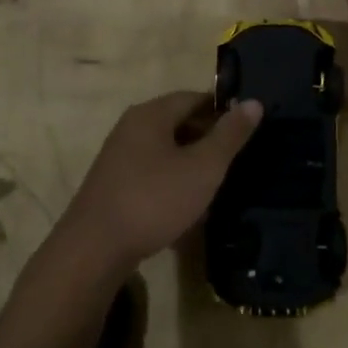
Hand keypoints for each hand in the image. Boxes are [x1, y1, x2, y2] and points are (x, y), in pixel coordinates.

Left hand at [58, 91, 261, 273]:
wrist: (94, 250)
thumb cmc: (154, 200)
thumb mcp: (203, 168)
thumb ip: (229, 135)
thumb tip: (253, 102)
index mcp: (152, 113)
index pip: (194, 97)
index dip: (223, 110)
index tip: (246, 129)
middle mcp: (132, 126)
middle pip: (178, 121)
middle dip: (208, 137)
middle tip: (236, 159)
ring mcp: (119, 156)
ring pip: (166, 150)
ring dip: (191, 163)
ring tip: (216, 185)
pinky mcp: (113, 184)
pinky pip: (152, 172)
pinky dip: (172, 182)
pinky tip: (186, 208)